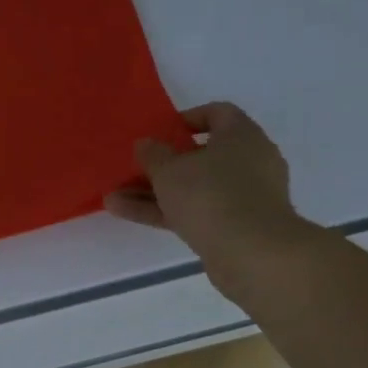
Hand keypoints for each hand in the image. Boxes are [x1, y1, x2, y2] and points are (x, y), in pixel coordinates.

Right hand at [103, 102, 316, 293]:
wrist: (252, 254)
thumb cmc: (211, 196)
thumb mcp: (170, 170)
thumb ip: (152, 154)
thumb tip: (146, 144)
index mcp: (241, 135)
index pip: (217, 113)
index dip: (187, 119)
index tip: (160, 133)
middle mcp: (249, 161)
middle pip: (202, 156)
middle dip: (163, 164)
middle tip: (134, 169)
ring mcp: (244, 197)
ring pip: (194, 188)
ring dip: (155, 192)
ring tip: (115, 198)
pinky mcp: (237, 227)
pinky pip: (196, 212)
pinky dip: (166, 212)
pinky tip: (128, 214)